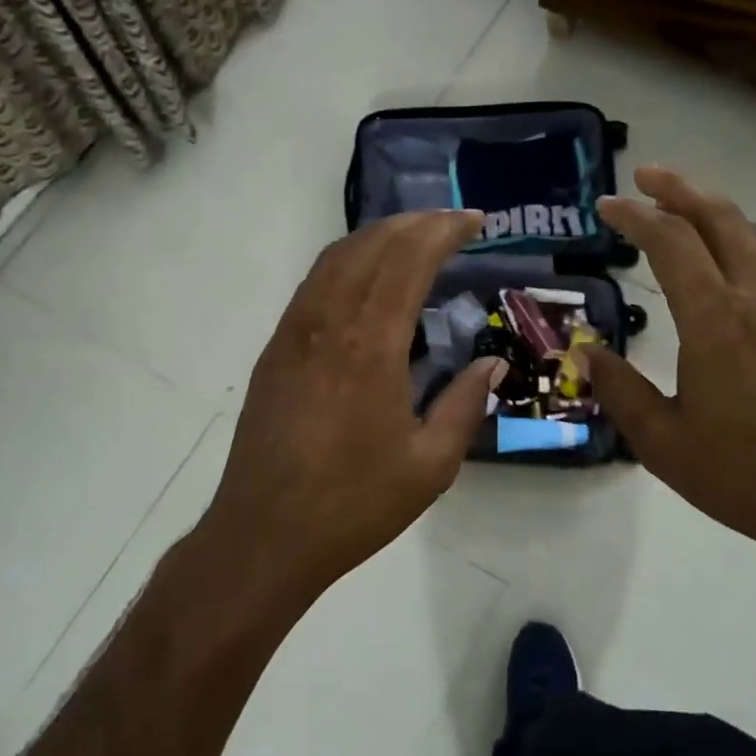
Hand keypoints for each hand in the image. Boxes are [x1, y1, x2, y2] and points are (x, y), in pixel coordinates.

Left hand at [203, 210, 504, 592]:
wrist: (264, 535)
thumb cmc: (353, 504)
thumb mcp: (430, 466)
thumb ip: (464, 405)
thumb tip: (491, 364)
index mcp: (370, 346)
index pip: (408, 260)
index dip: (443, 230)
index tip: (475, 221)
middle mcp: (328, 324)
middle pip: (371, 246)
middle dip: (414, 223)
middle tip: (451, 223)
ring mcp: (294, 333)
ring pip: (335, 258)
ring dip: (377, 236)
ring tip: (413, 238)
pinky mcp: (275, 350)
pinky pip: (313, 284)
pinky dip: (346, 262)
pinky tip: (365, 278)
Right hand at [587, 167, 755, 561]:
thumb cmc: (742, 474)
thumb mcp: (661, 441)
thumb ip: (619, 389)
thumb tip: (586, 353)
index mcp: (715, 320)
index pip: (670, 241)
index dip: (634, 216)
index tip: (605, 205)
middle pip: (720, 218)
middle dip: (678, 189)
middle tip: (643, 177)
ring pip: (753, 234)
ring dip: (713, 209)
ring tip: (681, 206)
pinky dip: (738, 239)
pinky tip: (723, 260)